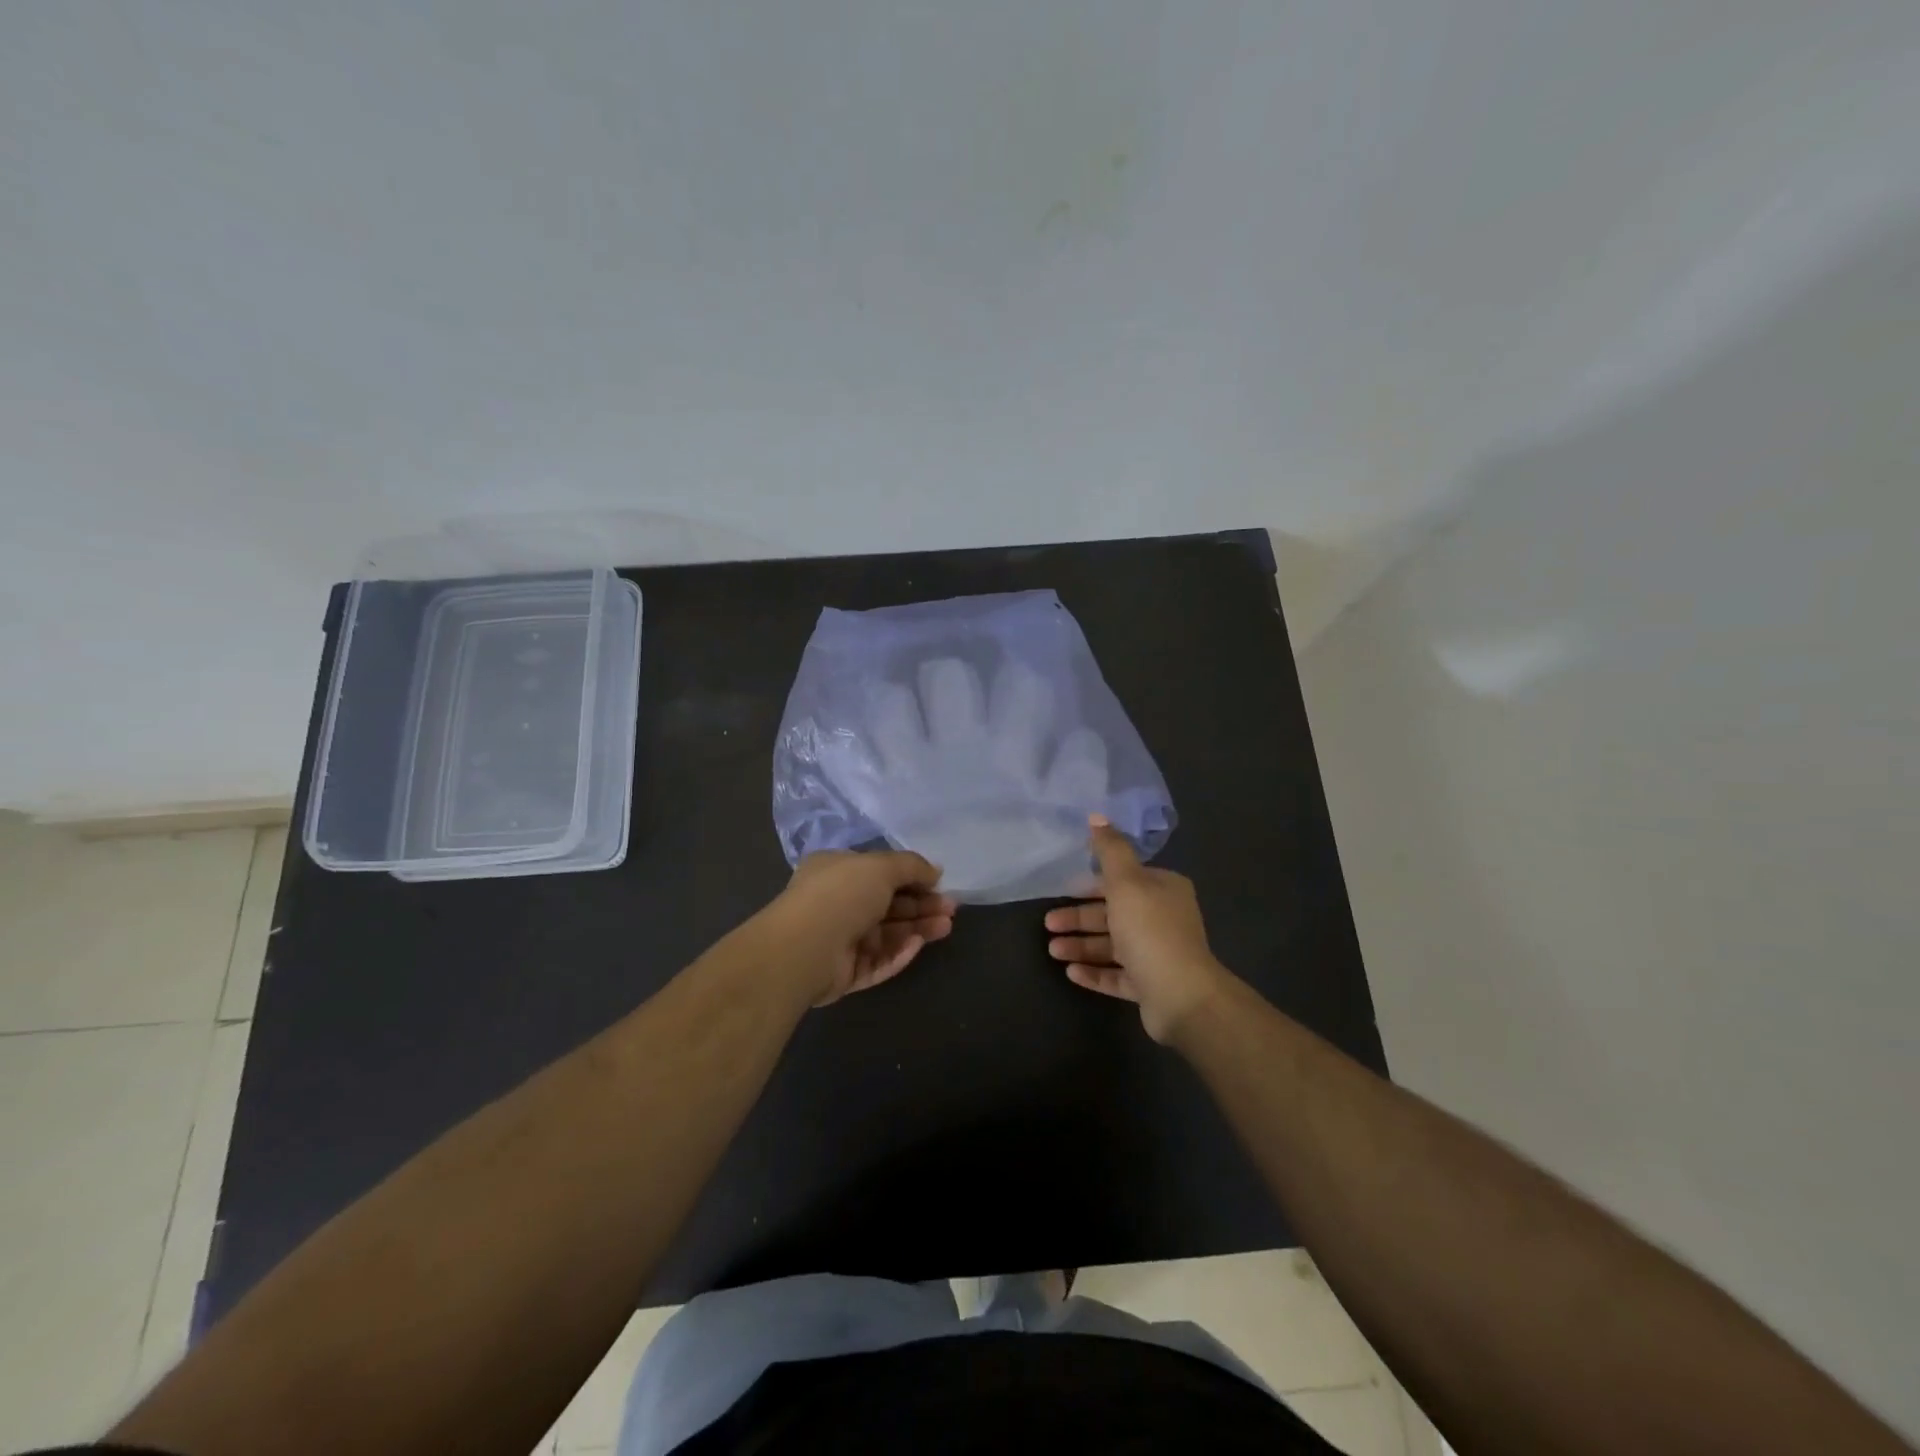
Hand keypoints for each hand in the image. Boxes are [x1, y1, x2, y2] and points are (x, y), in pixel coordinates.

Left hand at [764, 850, 956, 1005]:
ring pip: (886, 934)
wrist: (804, 948)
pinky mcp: (844, 972)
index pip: (880, 873)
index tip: (940, 883)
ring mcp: (839, 939)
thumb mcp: (881, 866)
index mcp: (837, 871)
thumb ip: (912, 866)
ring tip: (946, 926)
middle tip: (951, 908)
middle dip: (921, 905)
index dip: (912, 878)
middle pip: (887, 904)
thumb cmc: (842, 894)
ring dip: (917, 928)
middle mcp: (837, 903)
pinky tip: (918, 945)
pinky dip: (898, 953)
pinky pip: (877, 961)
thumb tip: (935, 871)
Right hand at [1045, 816, 1229, 1042]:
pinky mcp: (1151, 985)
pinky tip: (1070, 972)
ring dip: (1082, 946)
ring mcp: (1158, 954)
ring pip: (1113, 945)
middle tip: (1048, 924)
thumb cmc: (1150, 931)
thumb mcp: (1126, 882)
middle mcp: (1163, 918)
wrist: (1182, 996)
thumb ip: (1110, 850)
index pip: (1122, 880)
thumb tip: (1097, 816)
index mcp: (1163, 889)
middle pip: (1113, 913)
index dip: (1090, 884)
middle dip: (1079, 918)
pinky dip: (1094, 972)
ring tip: (1052, 951)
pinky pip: (1118, 975)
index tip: (1062, 889)